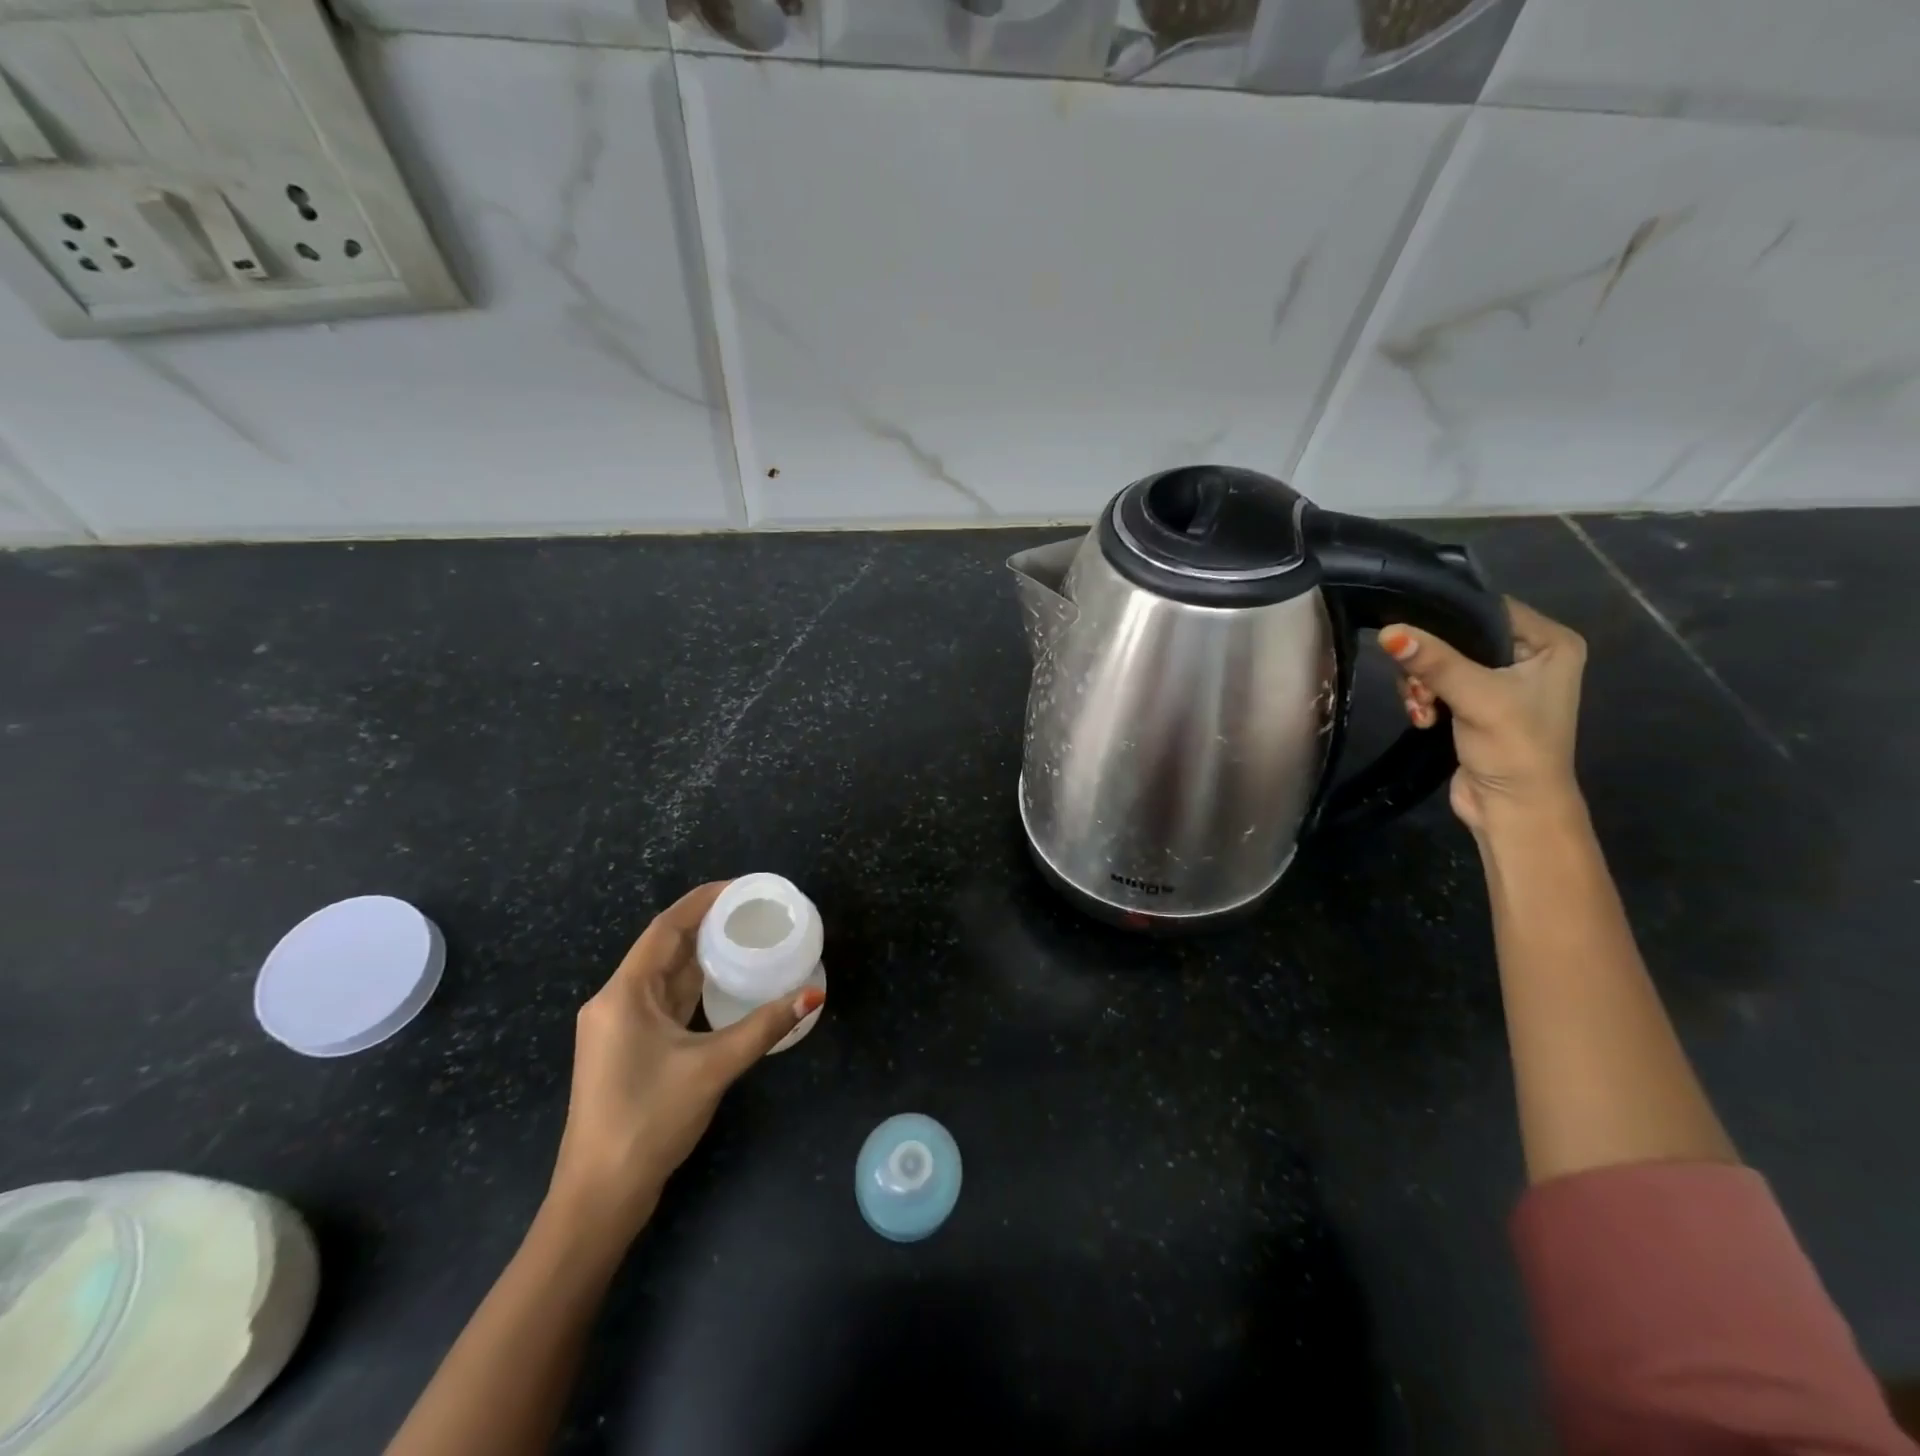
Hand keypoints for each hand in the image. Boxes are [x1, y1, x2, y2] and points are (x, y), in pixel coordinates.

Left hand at [546, 881, 826, 1244]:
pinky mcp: (627, 1047)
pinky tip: (724, 982)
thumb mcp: (713, 1068)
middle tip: (753, 910)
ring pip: (664, 975)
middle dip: (707, 924)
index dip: (703, 901)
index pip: (666, 928)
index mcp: (624, 994)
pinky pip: (663, 1000)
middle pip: (664, 947)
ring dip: (701, 955)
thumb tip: (812, 995)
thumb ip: (763, 1027)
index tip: (742, 886)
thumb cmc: (649, 1120)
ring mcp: (618, 1026)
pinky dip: (693, 985)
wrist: (598, 1196)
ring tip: (745, 936)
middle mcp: (615, 1001)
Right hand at [1378, 598, 1586, 834]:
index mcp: (1551, 643)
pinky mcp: (1475, 705)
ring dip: (1420, 686)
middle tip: (1420, 689)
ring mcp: (1501, 682)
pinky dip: (1423, 700)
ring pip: (1440, 662)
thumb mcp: (1475, 697)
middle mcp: (1529, 656)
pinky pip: (1436, 684)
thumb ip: (1434, 662)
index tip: (1409, 630)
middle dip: (1428, 662)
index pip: (1488, 608)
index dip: (1447, 616)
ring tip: (1422, 711)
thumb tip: (1390, 632)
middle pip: (1458, 637)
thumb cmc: (1514, 748)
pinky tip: (1422, 720)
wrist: (1513, 809)